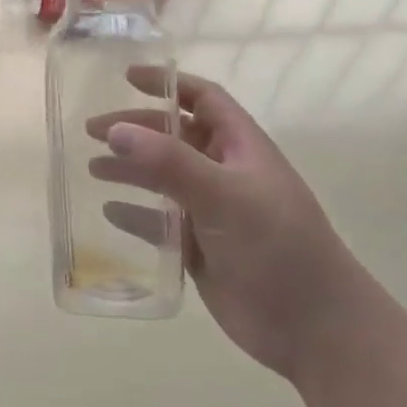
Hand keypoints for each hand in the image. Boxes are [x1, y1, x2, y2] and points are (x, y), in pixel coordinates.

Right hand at [86, 66, 367, 379]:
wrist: (315, 329)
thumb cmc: (279, 248)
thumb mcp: (225, 197)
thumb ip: (169, 164)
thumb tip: (115, 131)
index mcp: (241, 148)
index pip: (203, 99)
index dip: (167, 83)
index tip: (126, 77)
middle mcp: (225, 173)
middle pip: (174, 138)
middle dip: (135, 129)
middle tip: (91, 131)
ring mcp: (213, 212)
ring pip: (163, 180)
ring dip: (129, 170)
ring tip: (92, 170)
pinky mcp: (201, 249)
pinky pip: (161, 223)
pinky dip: (135, 214)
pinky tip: (109, 213)